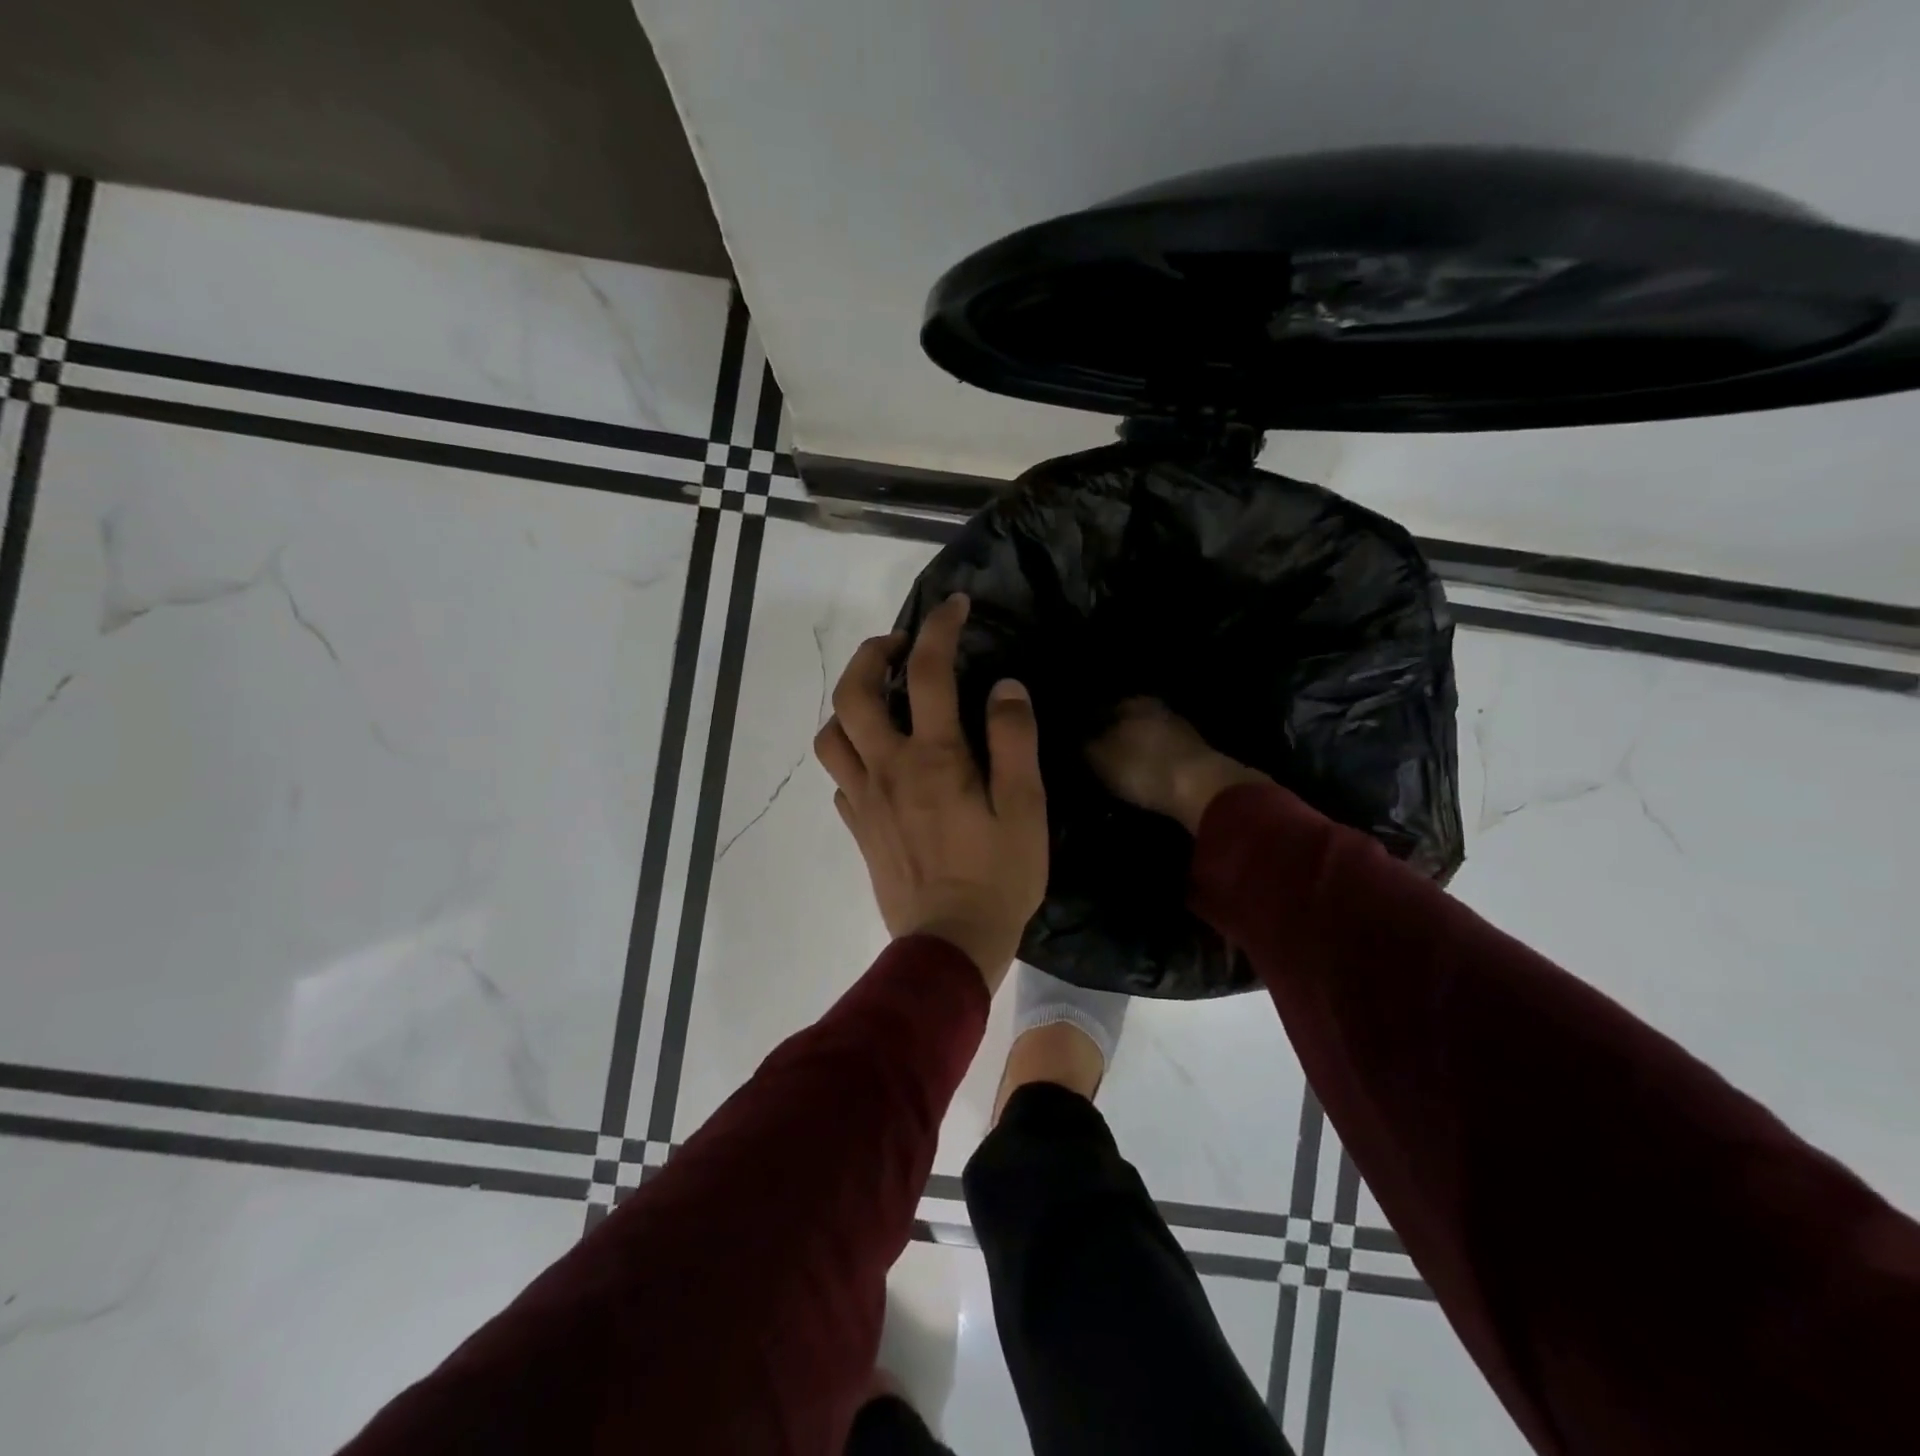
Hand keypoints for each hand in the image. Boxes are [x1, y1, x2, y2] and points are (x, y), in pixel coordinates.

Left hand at [814, 594, 1047, 990]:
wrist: (949, 945)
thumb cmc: (998, 877)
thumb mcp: (1026, 807)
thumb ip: (1014, 741)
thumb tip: (1004, 687)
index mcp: (935, 758)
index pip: (929, 671)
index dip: (940, 628)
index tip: (954, 607)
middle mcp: (889, 768)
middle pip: (854, 692)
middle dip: (871, 654)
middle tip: (898, 646)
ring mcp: (865, 798)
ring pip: (832, 733)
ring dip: (849, 703)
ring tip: (879, 700)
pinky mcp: (858, 826)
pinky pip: (840, 775)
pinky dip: (852, 751)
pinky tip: (877, 757)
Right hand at [1085, 698, 1268, 833]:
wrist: (1202, 789)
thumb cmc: (1143, 768)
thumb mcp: (1101, 759)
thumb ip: (1085, 746)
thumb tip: (1076, 741)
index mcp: (1131, 702)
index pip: (1099, 711)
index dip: (1085, 730)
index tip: (1075, 748)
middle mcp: (1156, 709)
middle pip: (1125, 723)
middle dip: (1111, 739)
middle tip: (1095, 761)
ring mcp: (1180, 730)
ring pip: (1145, 738)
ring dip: (1133, 753)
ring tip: (1117, 773)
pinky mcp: (1195, 755)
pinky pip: (1162, 756)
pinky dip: (1151, 765)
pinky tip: (1143, 779)